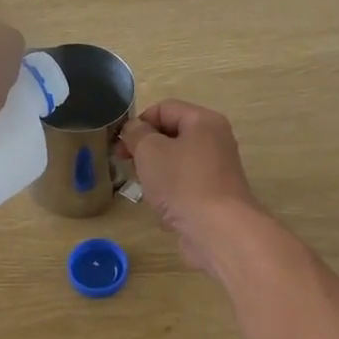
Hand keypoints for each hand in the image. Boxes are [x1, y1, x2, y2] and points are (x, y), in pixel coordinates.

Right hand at [119, 100, 265, 273]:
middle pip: (171, 137)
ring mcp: (216, 172)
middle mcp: (215, 142)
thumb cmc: (181, 183)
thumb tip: (134, 129)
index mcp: (204, 122)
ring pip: (176, 165)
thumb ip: (136, 133)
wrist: (217, 230)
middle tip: (127, 166)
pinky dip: (171, 197)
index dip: (139, 122)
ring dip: (156, 176)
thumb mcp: (149, 150)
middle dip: (146, 151)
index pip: (164, 108)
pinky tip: (164, 212)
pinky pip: (185, 189)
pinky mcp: (214, 198)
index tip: (121, 145)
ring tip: (147, 192)